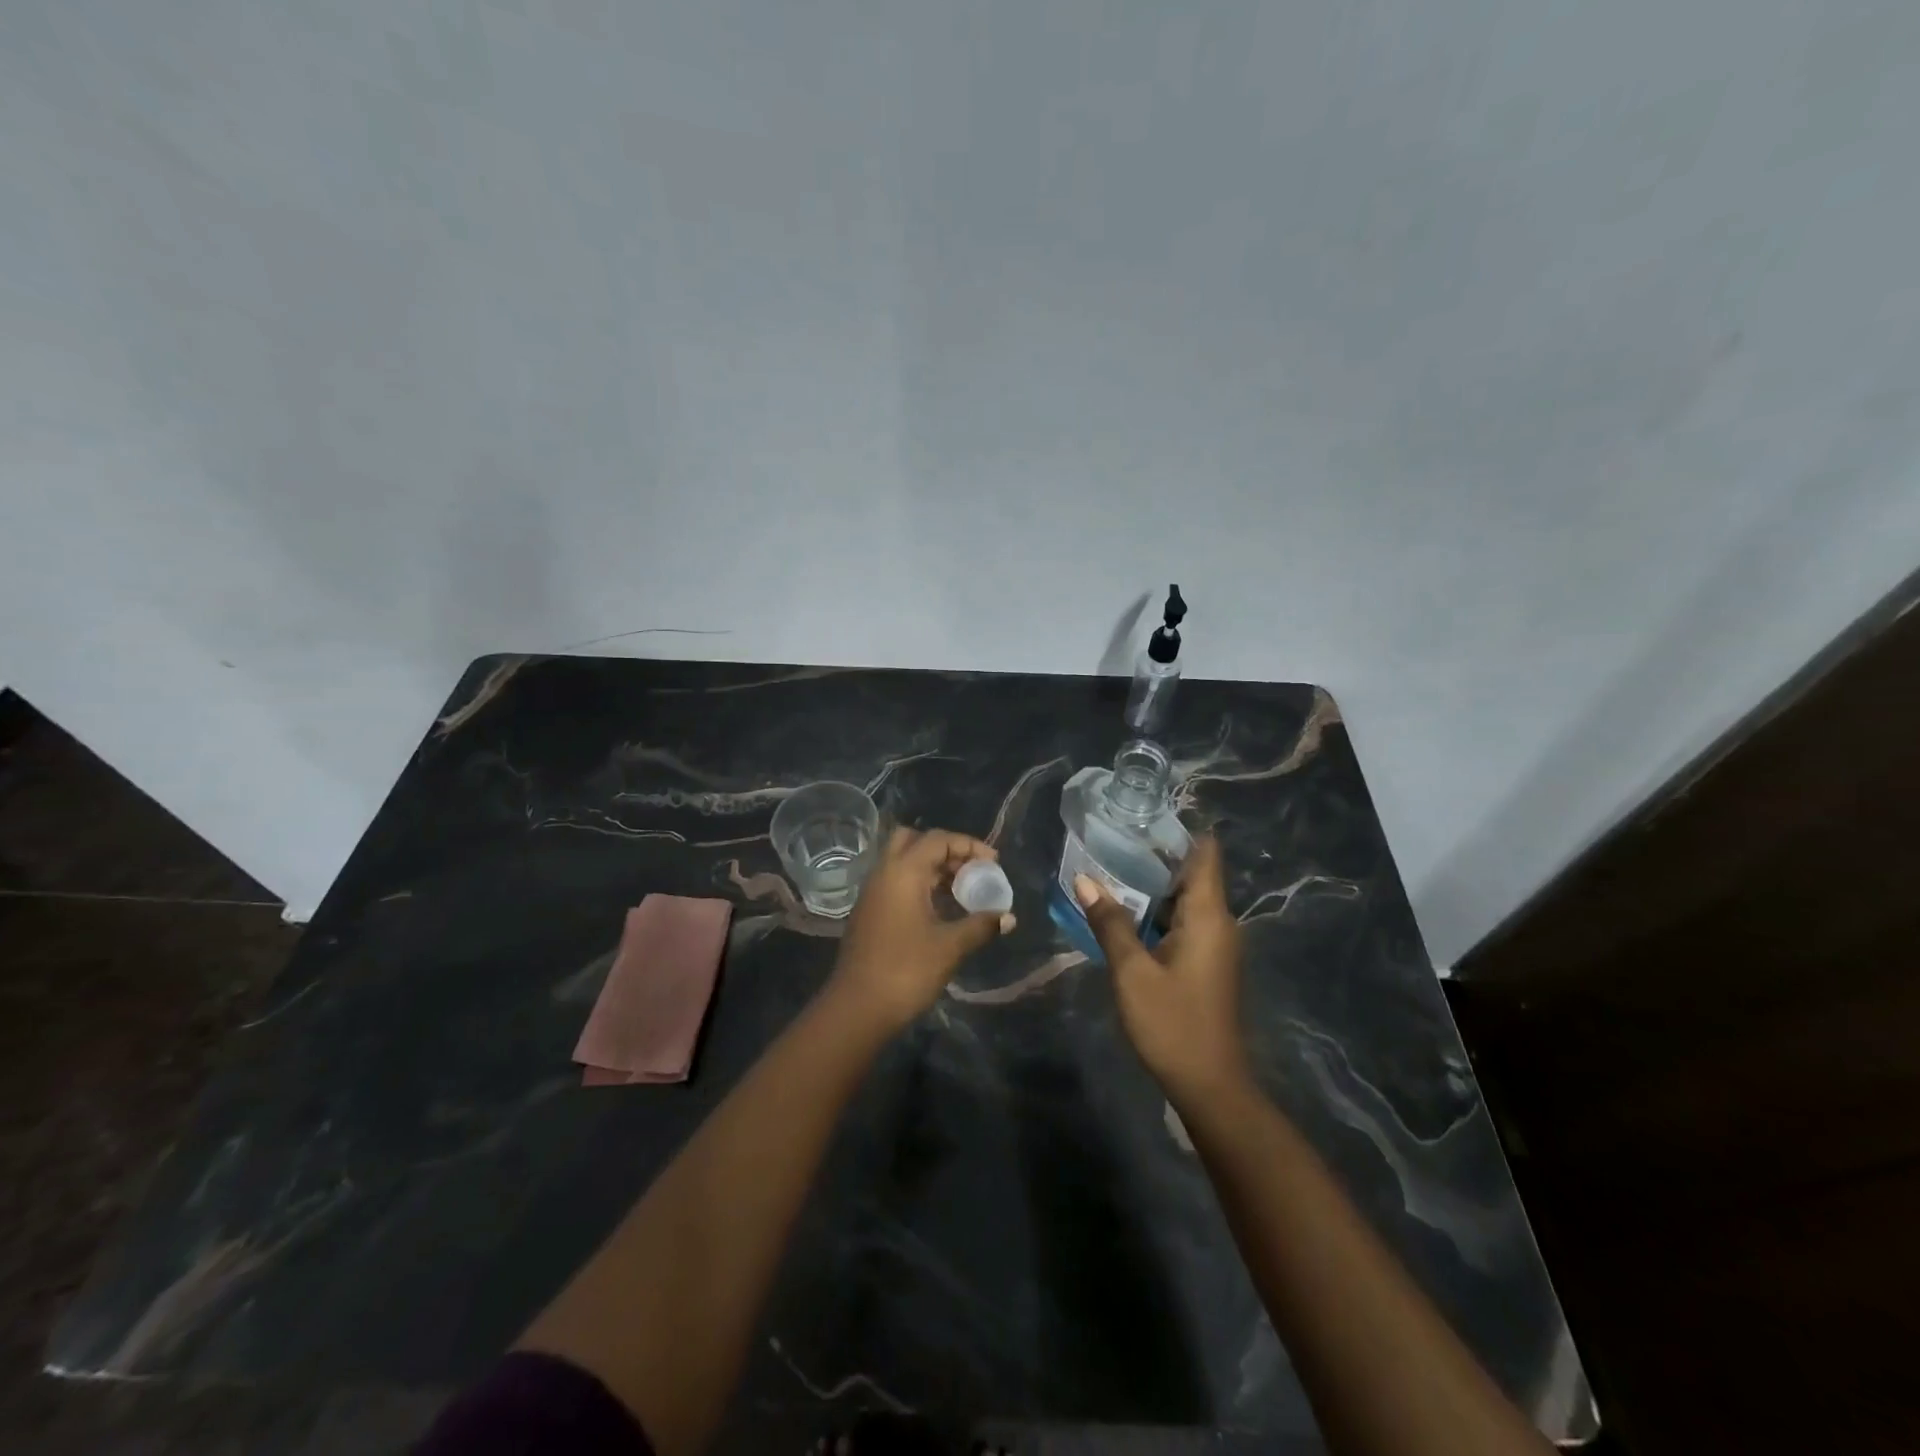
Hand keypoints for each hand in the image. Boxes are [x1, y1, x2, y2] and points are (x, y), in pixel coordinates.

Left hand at [829, 828, 1014, 1032]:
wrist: (858, 1009)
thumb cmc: (906, 970)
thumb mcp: (950, 946)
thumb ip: (981, 925)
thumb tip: (1008, 917)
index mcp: (902, 872)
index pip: (937, 839)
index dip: (968, 845)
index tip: (994, 862)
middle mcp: (883, 873)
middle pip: (914, 841)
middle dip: (945, 850)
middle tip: (970, 870)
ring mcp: (872, 893)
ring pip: (903, 862)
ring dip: (932, 868)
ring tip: (962, 891)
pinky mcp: (869, 912)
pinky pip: (896, 882)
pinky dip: (919, 884)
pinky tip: (940, 910)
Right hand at [1074, 836, 1248, 1102]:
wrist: (1210, 1086)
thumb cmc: (1173, 1024)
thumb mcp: (1132, 972)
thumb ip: (1109, 922)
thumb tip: (1084, 879)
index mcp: (1209, 916)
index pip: (1205, 854)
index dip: (1179, 831)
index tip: (1144, 814)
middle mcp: (1219, 923)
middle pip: (1191, 874)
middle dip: (1153, 856)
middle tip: (1110, 838)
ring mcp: (1214, 945)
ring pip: (1183, 901)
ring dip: (1151, 887)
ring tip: (1108, 867)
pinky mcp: (1205, 963)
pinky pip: (1181, 923)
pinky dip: (1155, 913)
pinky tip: (1122, 913)